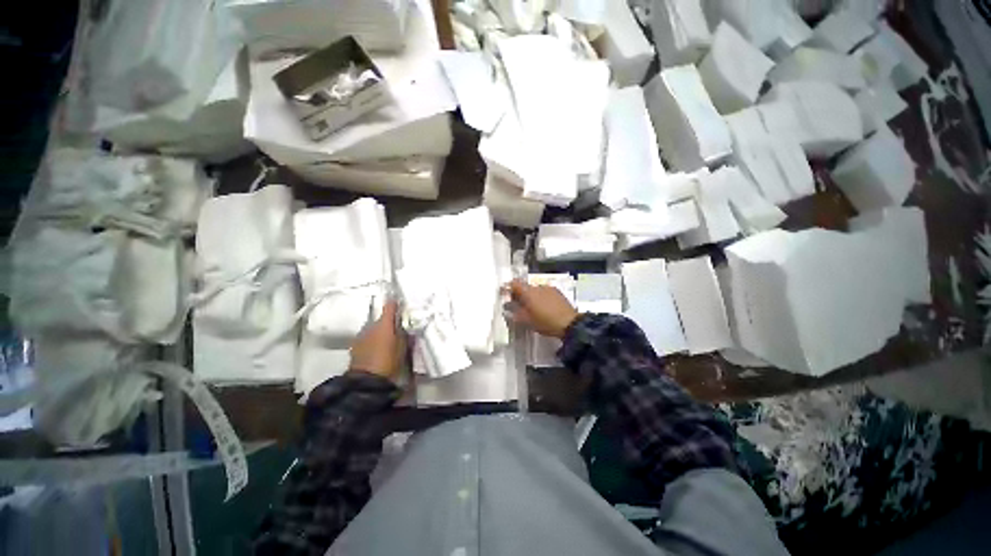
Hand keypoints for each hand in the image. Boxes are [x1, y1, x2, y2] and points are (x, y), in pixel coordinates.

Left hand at [348, 301, 406, 381]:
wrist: (366, 381)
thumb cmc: (389, 361)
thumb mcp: (403, 347)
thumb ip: (404, 333)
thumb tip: (405, 323)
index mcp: (385, 323)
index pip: (390, 305)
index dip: (395, 304)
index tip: (400, 304)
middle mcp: (371, 325)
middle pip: (381, 318)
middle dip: (389, 321)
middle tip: (397, 329)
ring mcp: (361, 334)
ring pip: (373, 327)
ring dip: (379, 330)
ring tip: (387, 340)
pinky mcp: (355, 345)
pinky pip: (366, 337)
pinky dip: (372, 339)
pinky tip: (376, 348)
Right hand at [506, 279, 578, 338]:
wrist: (570, 324)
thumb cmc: (546, 323)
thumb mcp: (527, 321)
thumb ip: (515, 313)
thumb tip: (508, 309)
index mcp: (528, 292)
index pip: (514, 284)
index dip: (507, 288)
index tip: (504, 294)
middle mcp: (537, 286)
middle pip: (524, 286)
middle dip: (519, 293)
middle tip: (516, 303)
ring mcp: (548, 288)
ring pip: (534, 289)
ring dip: (530, 295)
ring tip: (531, 306)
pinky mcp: (557, 291)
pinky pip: (544, 291)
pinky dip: (540, 296)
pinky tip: (543, 306)